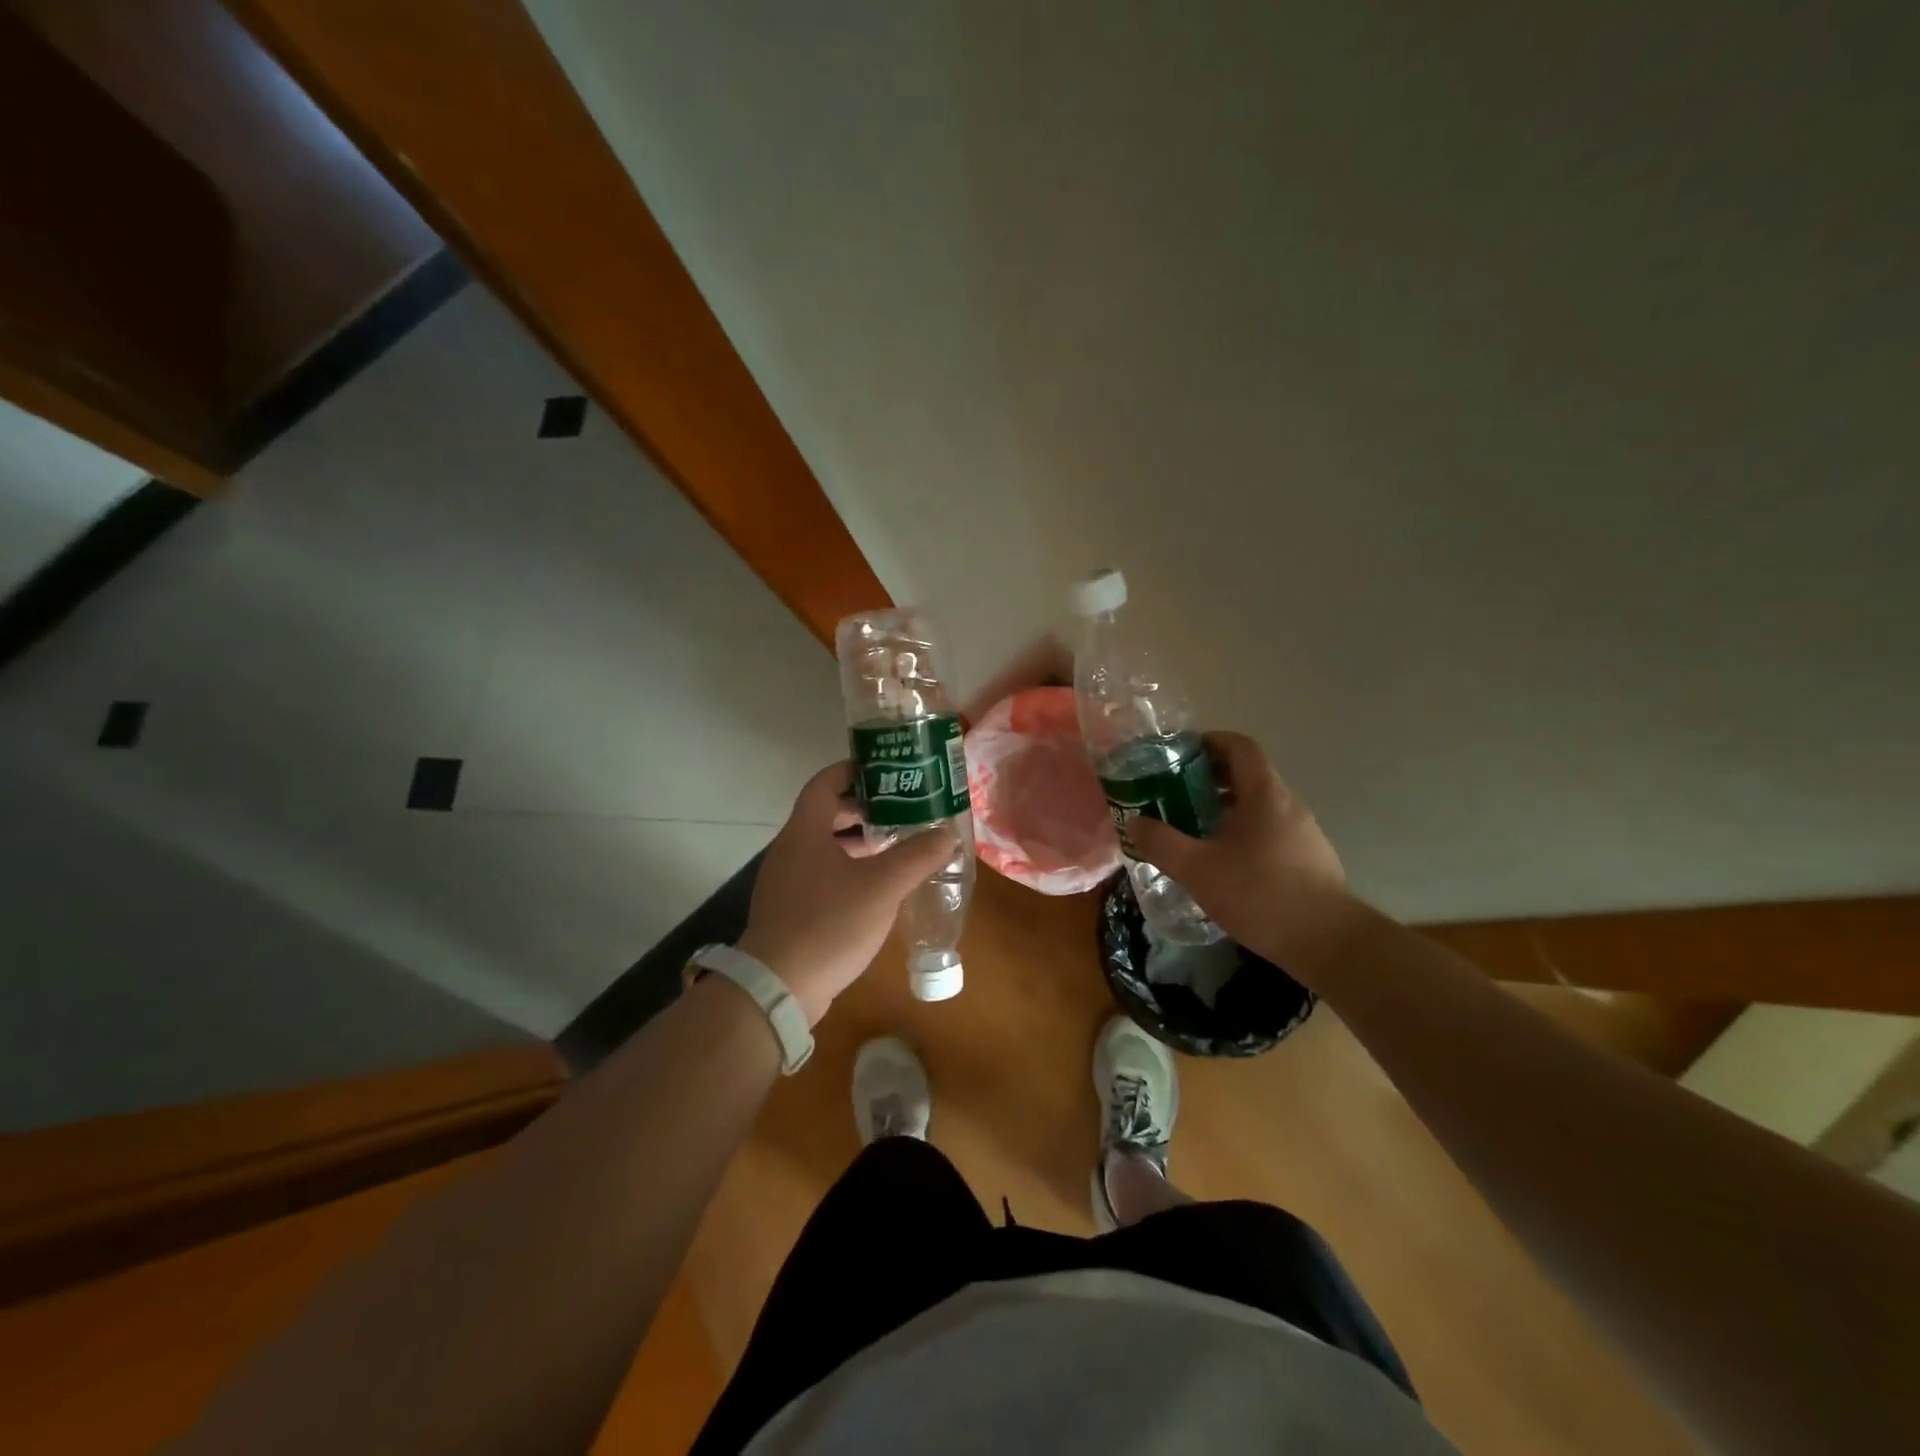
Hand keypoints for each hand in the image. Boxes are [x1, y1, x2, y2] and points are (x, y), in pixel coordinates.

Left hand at [737, 761, 959, 1024]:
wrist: (778, 988)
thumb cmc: (829, 923)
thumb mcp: (882, 886)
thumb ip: (917, 855)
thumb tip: (947, 832)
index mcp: (805, 831)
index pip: (825, 782)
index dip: (854, 769)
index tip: (887, 769)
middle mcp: (791, 849)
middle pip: (827, 813)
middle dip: (866, 808)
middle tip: (903, 808)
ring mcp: (787, 881)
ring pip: (826, 847)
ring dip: (860, 842)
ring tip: (898, 844)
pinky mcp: (791, 910)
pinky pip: (823, 875)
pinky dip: (850, 870)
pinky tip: (878, 887)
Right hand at [1127, 732, 1352, 972]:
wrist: (1328, 943)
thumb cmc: (1261, 895)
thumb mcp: (1198, 870)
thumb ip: (1162, 843)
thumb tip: (1135, 823)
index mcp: (1264, 794)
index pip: (1239, 746)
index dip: (1209, 741)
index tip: (1178, 754)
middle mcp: (1288, 804)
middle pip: (1248, 773)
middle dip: (1209, 777)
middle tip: (1174, 792)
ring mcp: (1303, 831)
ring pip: (1258, 804)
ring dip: (1225, 806)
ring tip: (1193, 827)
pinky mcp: (1308, 857)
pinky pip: (1269, 828)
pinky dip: (1242, 830)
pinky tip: (1223, 861)